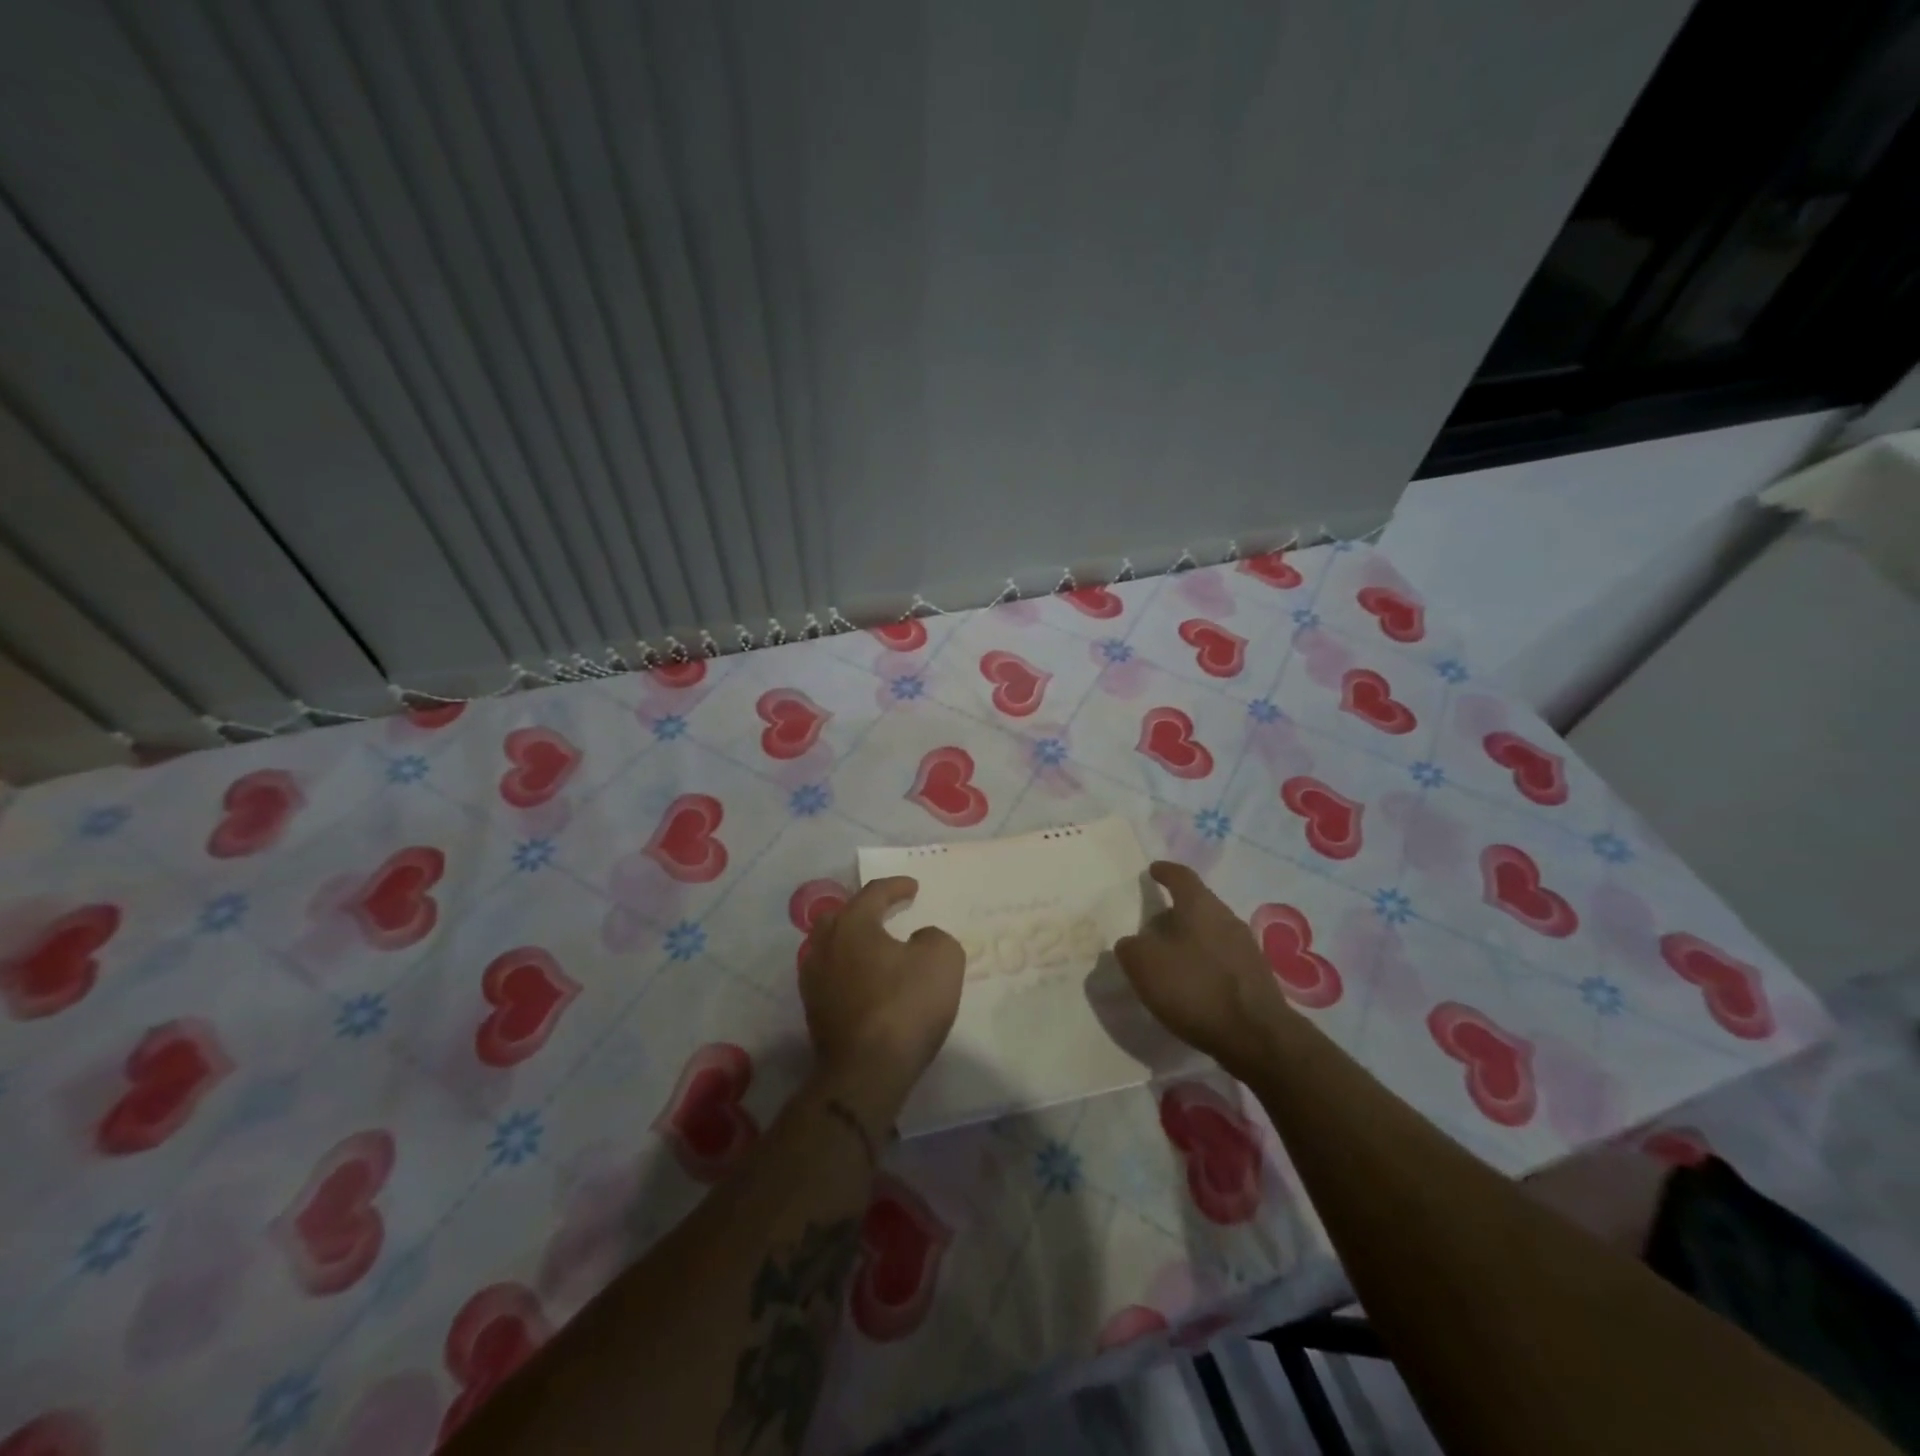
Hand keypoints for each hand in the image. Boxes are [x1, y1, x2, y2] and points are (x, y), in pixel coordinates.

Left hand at [799, 877, 964, 1097]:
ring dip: (853, 943)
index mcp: (852, 924)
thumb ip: (933, 938)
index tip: (913, 888)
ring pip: (831, 948)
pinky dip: (850, 972)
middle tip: (886, 913)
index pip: (873, 893)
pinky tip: (867, 983)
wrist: (867, 1071)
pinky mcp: (814, 1013)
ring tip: (876, 949)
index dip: (896, 887)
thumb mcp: (942, 958)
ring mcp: (813, 981)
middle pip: (841, 917)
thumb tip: (919, 941)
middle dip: (864, 911)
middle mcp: (824, 945)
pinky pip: (833, 978)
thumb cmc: (906, 1005)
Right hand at [1114, 861, 1292, 1075]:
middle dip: (1176, 911)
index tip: (1153, 870)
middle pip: (1198, 905)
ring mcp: (1246, 948)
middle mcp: (1227, 918)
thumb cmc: (1195, 988)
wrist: (1257, 1037)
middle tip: (1153, 925)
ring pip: (1212, 932)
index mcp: (1200, 906)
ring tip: (1170, 959)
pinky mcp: (1256, 977)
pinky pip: (1223, 959)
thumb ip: (1130, 948)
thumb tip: (1132, 943)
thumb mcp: (1144, 966)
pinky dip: (1205, 964)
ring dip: (1191, 940)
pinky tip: (1193, 985)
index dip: (1165, 872)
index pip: (1182, 877)